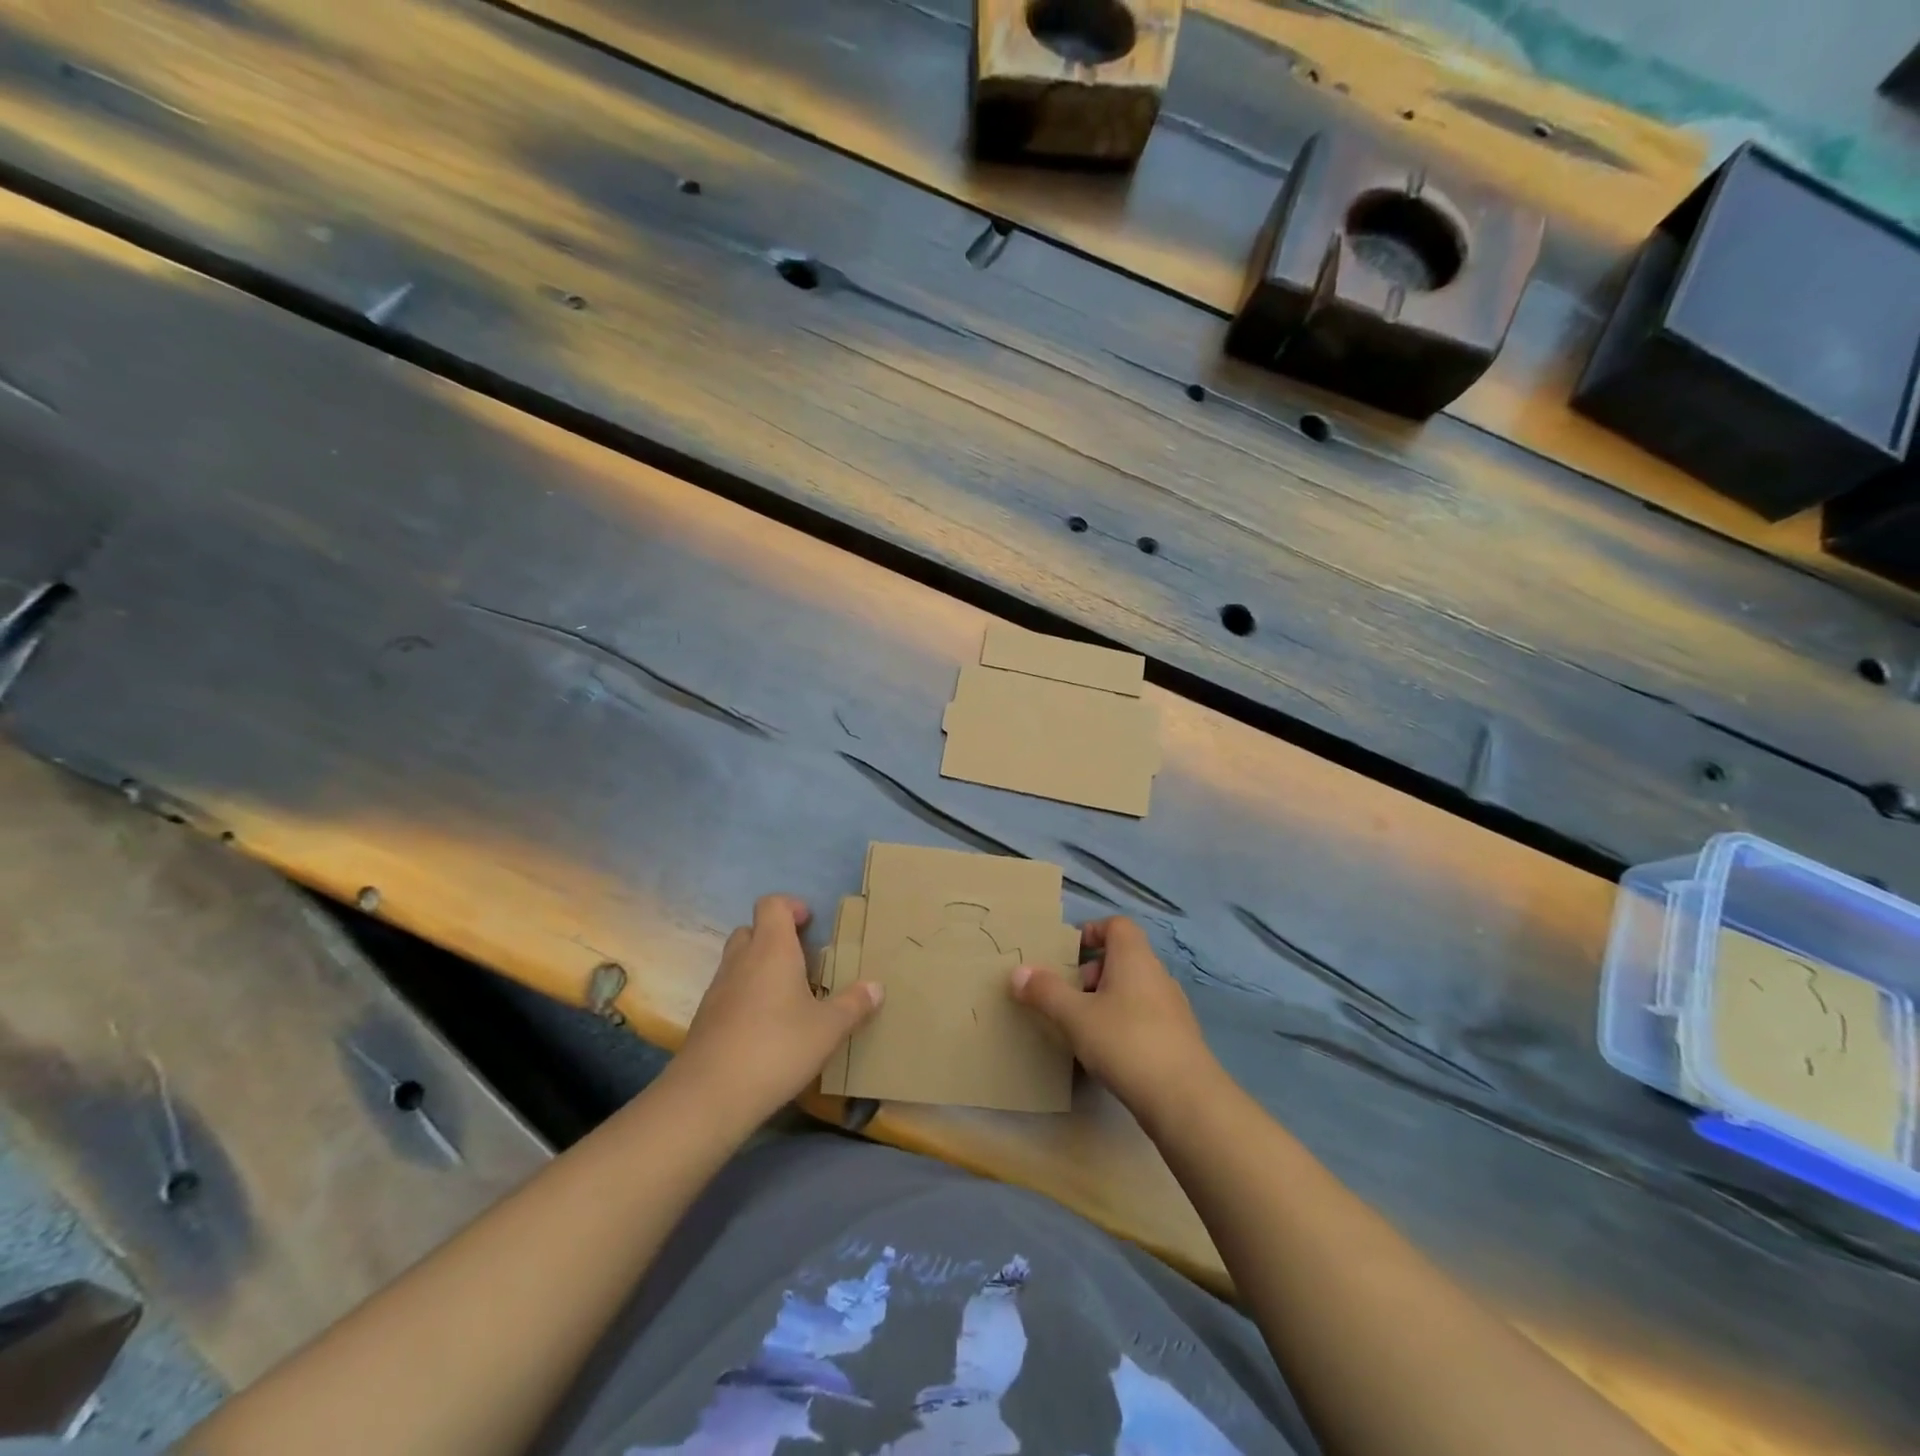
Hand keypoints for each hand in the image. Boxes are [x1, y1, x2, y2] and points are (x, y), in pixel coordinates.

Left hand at [674, 894, 882, 1124]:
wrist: (709, 1096)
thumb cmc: (776, 1048)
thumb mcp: (828, 1029)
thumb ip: (853, 1004)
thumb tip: (876, 987)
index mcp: (771, 949)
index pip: (772, 904)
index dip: (791, 906)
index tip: (810, 923)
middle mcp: (741, 960)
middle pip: (751, 930)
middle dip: (775, 938)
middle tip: (803, 961)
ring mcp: (718, 989)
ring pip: (738, 961)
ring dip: (760, 968)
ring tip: (789, 997)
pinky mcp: (705, 1019)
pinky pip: (729, 992)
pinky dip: (746, 997)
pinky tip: (767, 1027)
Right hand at [1009, 916, 1217, 1118]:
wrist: (1185, 1099)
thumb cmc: (1126, 1042)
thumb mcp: (1075, 1016)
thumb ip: (1046, 992)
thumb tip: (1018, 972)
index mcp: (1134, 958)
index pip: (1117, 925)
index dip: (1092, 931)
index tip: (1068, 953)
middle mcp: (1157, 975)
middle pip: (1123, 957)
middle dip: (1092, 972)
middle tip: (1068, 996)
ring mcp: (1172, 1007)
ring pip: (1133, 989)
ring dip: (1106, 1000)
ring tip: (1082, 1027)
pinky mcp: (1178, 1038)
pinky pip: (1144, 1017)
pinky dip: (1123, 1024)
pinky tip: (1108, 1053)